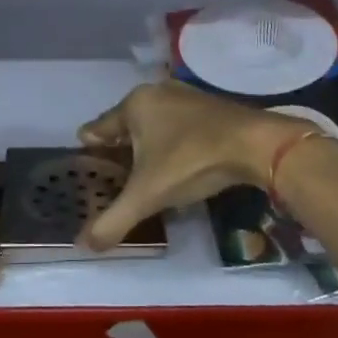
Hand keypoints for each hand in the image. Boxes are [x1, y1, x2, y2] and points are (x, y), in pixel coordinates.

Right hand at [75, 81, 310, 251]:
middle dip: (119, 150)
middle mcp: (156, 92)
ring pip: (153, 124)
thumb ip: (113, 220)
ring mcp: (185, 96)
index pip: (98, 128)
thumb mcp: (148, 194)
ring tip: (144, 176)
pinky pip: (178, 126)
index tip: (86, 172)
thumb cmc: (191, 160)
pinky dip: (171, 144)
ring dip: (147, 147)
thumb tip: (82, 245)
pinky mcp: (209, 106)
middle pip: (126, 125)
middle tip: (114, 180)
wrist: (255, 145)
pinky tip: (177, 165)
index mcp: (134, 104)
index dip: (90, 152)